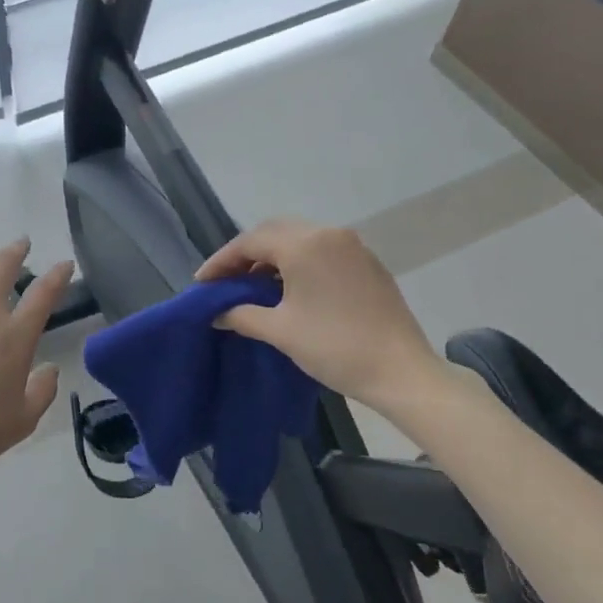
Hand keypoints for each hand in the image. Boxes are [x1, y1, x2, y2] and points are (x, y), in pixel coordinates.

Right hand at [196, 219, 442, 409]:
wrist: (400, 371)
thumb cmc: (334, 348)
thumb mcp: (280, 330)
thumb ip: (242, 314)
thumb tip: (217, 313)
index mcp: (304, 245)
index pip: (250, 242)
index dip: (221, 261)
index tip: (202, 283)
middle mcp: (328, 234)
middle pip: (274, 232)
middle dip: (245, 253)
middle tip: (225, 279)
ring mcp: (352, 246)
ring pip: (300, 238)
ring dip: (272, 255)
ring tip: (252, 284)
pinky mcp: (367, 262)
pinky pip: (322, 250)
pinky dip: (298, 260)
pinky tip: (288, 286)